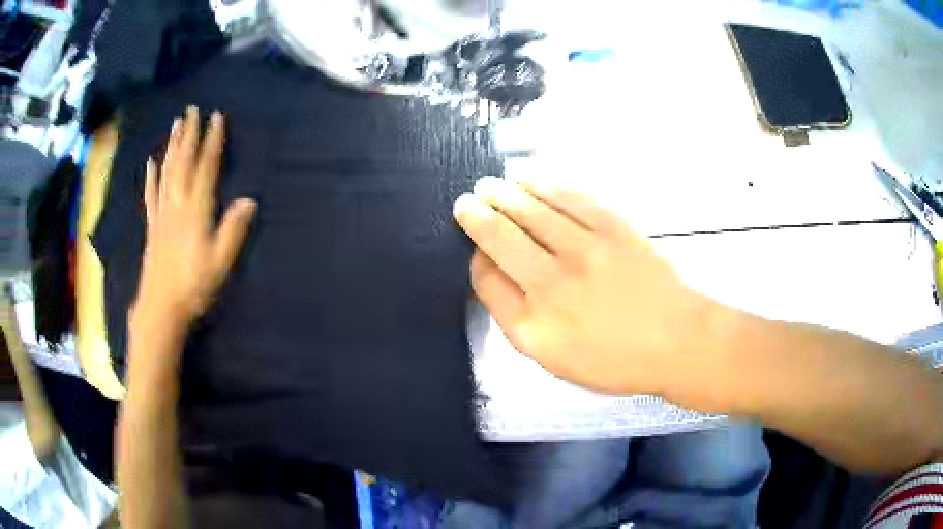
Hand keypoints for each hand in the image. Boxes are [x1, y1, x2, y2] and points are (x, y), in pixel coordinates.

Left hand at [132, 107, 256, 331]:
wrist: (160, 308)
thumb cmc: (193, 286)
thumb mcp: (220, 262)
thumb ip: (233, 230)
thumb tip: (249, 200)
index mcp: (195, 210)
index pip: (205, 168)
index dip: (211, 141)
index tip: (216, 118)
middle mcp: (176, 204)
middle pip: (183, 162)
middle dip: (189, 134)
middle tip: (192, 110)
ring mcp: (162, 213)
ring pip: (166, 172)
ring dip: (172, 146)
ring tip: (176, 125)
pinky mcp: (152, 225)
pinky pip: (151, 194)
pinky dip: (151, 175)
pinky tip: (151, 162)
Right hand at [454, 176, 730, 396]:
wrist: (676, 339)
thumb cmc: (615, 359)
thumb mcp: (555, 360)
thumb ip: (516, 320)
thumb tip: (493, 273)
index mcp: (533, 326)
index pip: (486, 279)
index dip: (475, 257)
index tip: (475, 247)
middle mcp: (551, 285)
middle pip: (500, 237)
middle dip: (477, 214)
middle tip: (467, 200)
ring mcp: (583, 251)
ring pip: (530, 211)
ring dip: (504, 193)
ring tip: (490, 184)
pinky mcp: (611, 228)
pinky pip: (568, 198)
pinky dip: (544, 185)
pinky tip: (530, 180)